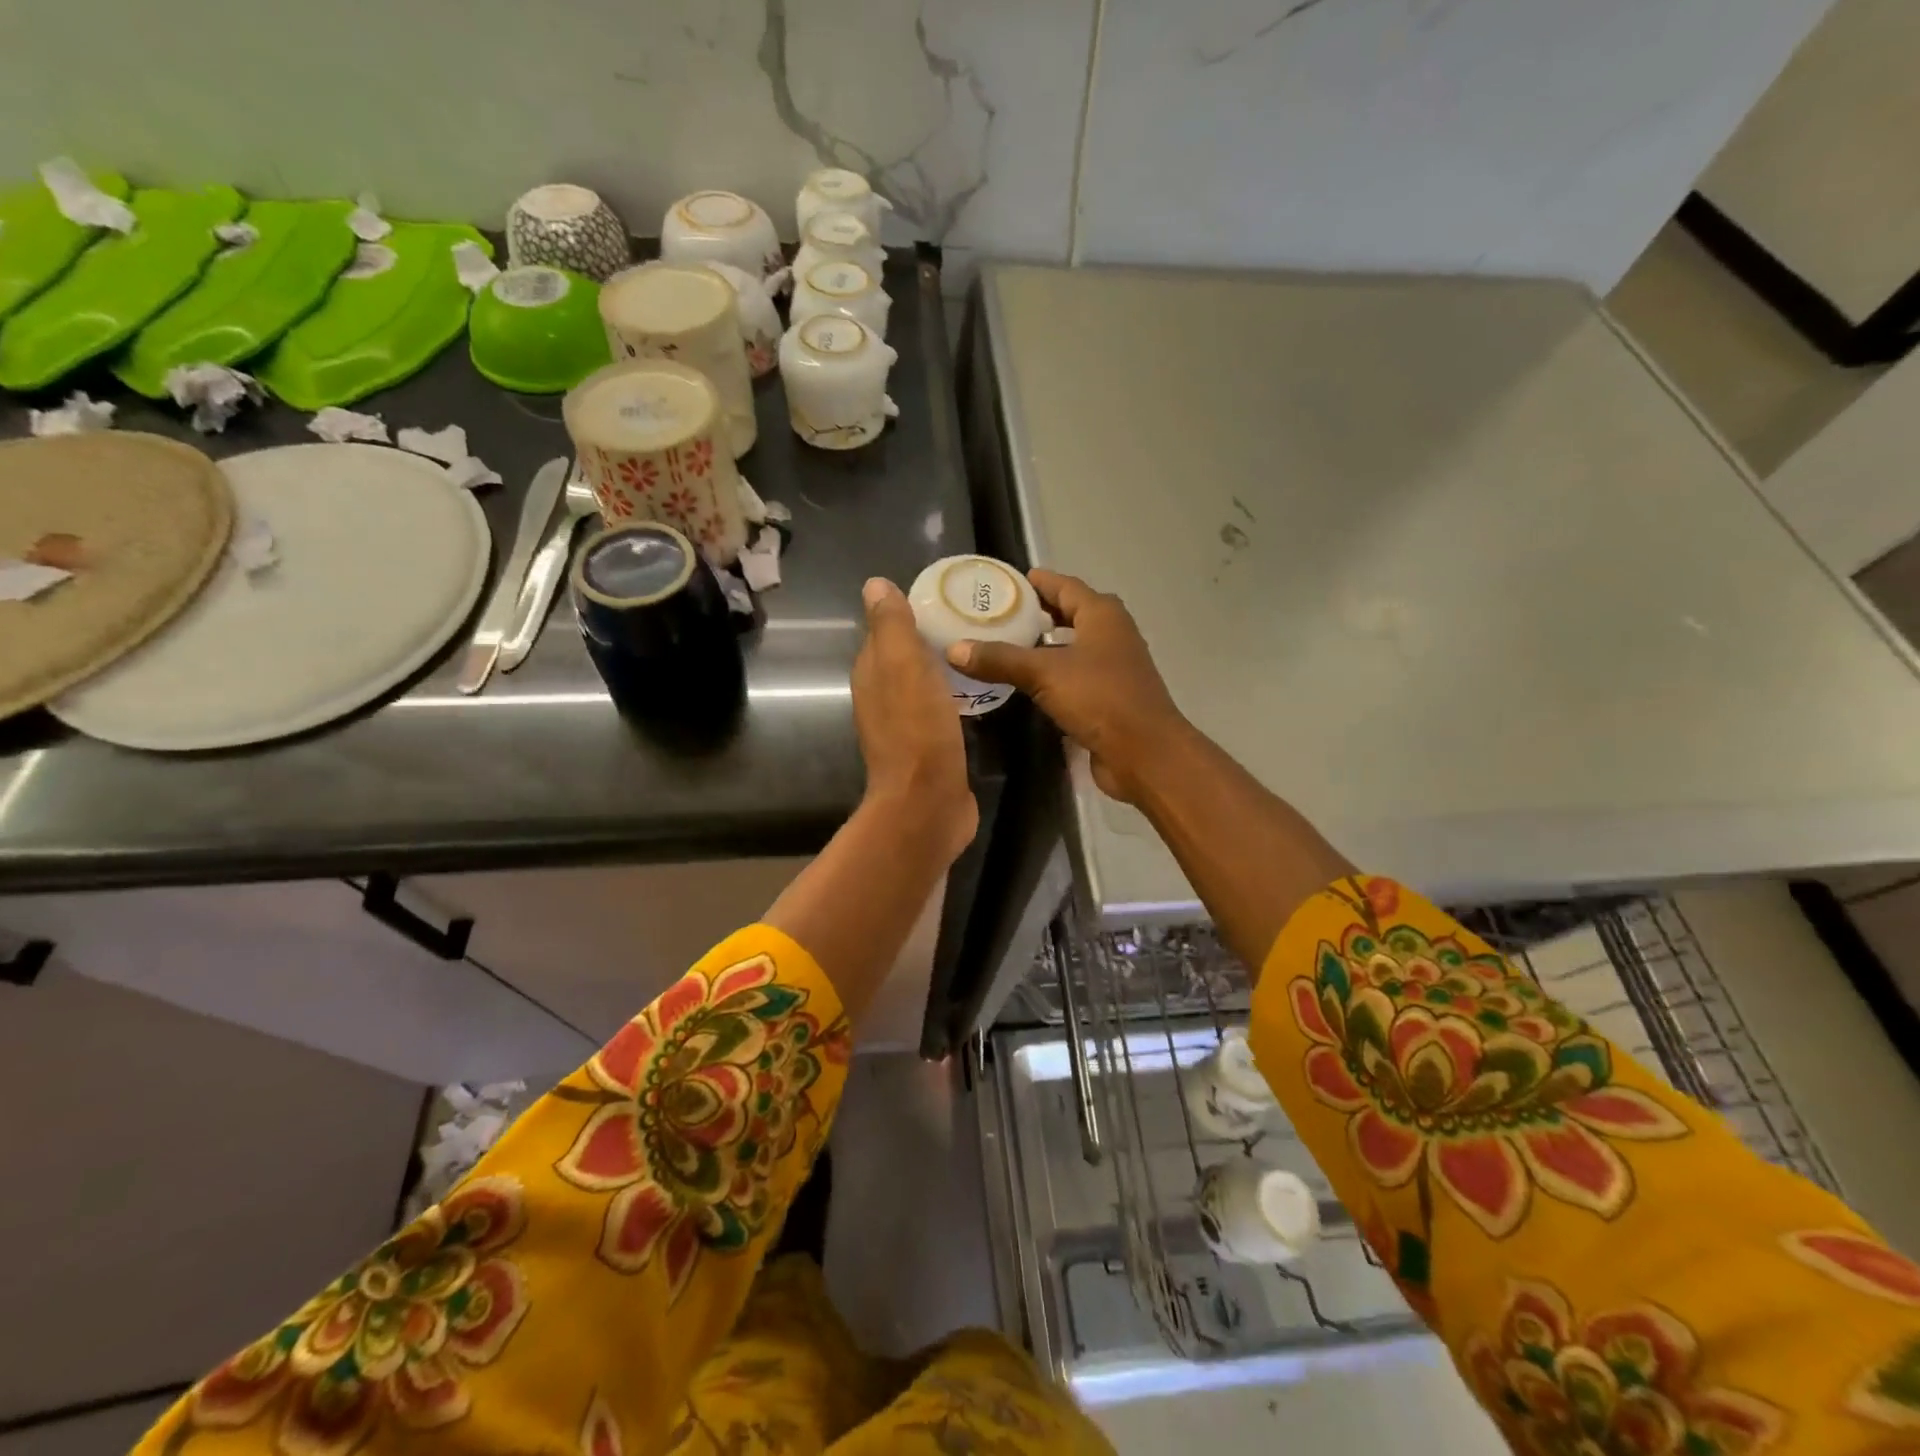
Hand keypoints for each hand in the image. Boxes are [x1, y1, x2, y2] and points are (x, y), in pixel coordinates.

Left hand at [852, 577, 977, 861]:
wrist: (928, 803)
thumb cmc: (917, 729)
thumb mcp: (903, 666)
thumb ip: (891, 626)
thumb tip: (874, 584)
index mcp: (872, 674)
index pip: (885, 632)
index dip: (909, 613)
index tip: (946, 598)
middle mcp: (882, 698)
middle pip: (904, 658)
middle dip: (929, 638)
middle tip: (971, 620)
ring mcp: (905, 726)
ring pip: (921, 684)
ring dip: (941, 668)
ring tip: (978, 649)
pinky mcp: (929, 748)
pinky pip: (939, 710)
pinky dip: (952, 696)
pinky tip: (974, 692)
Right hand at [947, 569, 1188, 804]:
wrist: (1145, 753)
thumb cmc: (1100, 699)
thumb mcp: (1044, 674)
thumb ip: (1000, 659)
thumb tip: (954, 649)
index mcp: (1102, 615)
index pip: (1064, 586)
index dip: (1036, 582)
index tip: (1005, 582)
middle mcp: (1111, 634)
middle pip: (1071, 613)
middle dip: (1038, 613)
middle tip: (998, 613)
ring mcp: (1113, 667)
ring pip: (1074, 646)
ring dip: (1046, 645)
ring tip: (1006, 645)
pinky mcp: (1109, 697)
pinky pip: (1075, 675)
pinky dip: (1053, 673)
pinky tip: (1027, 683)